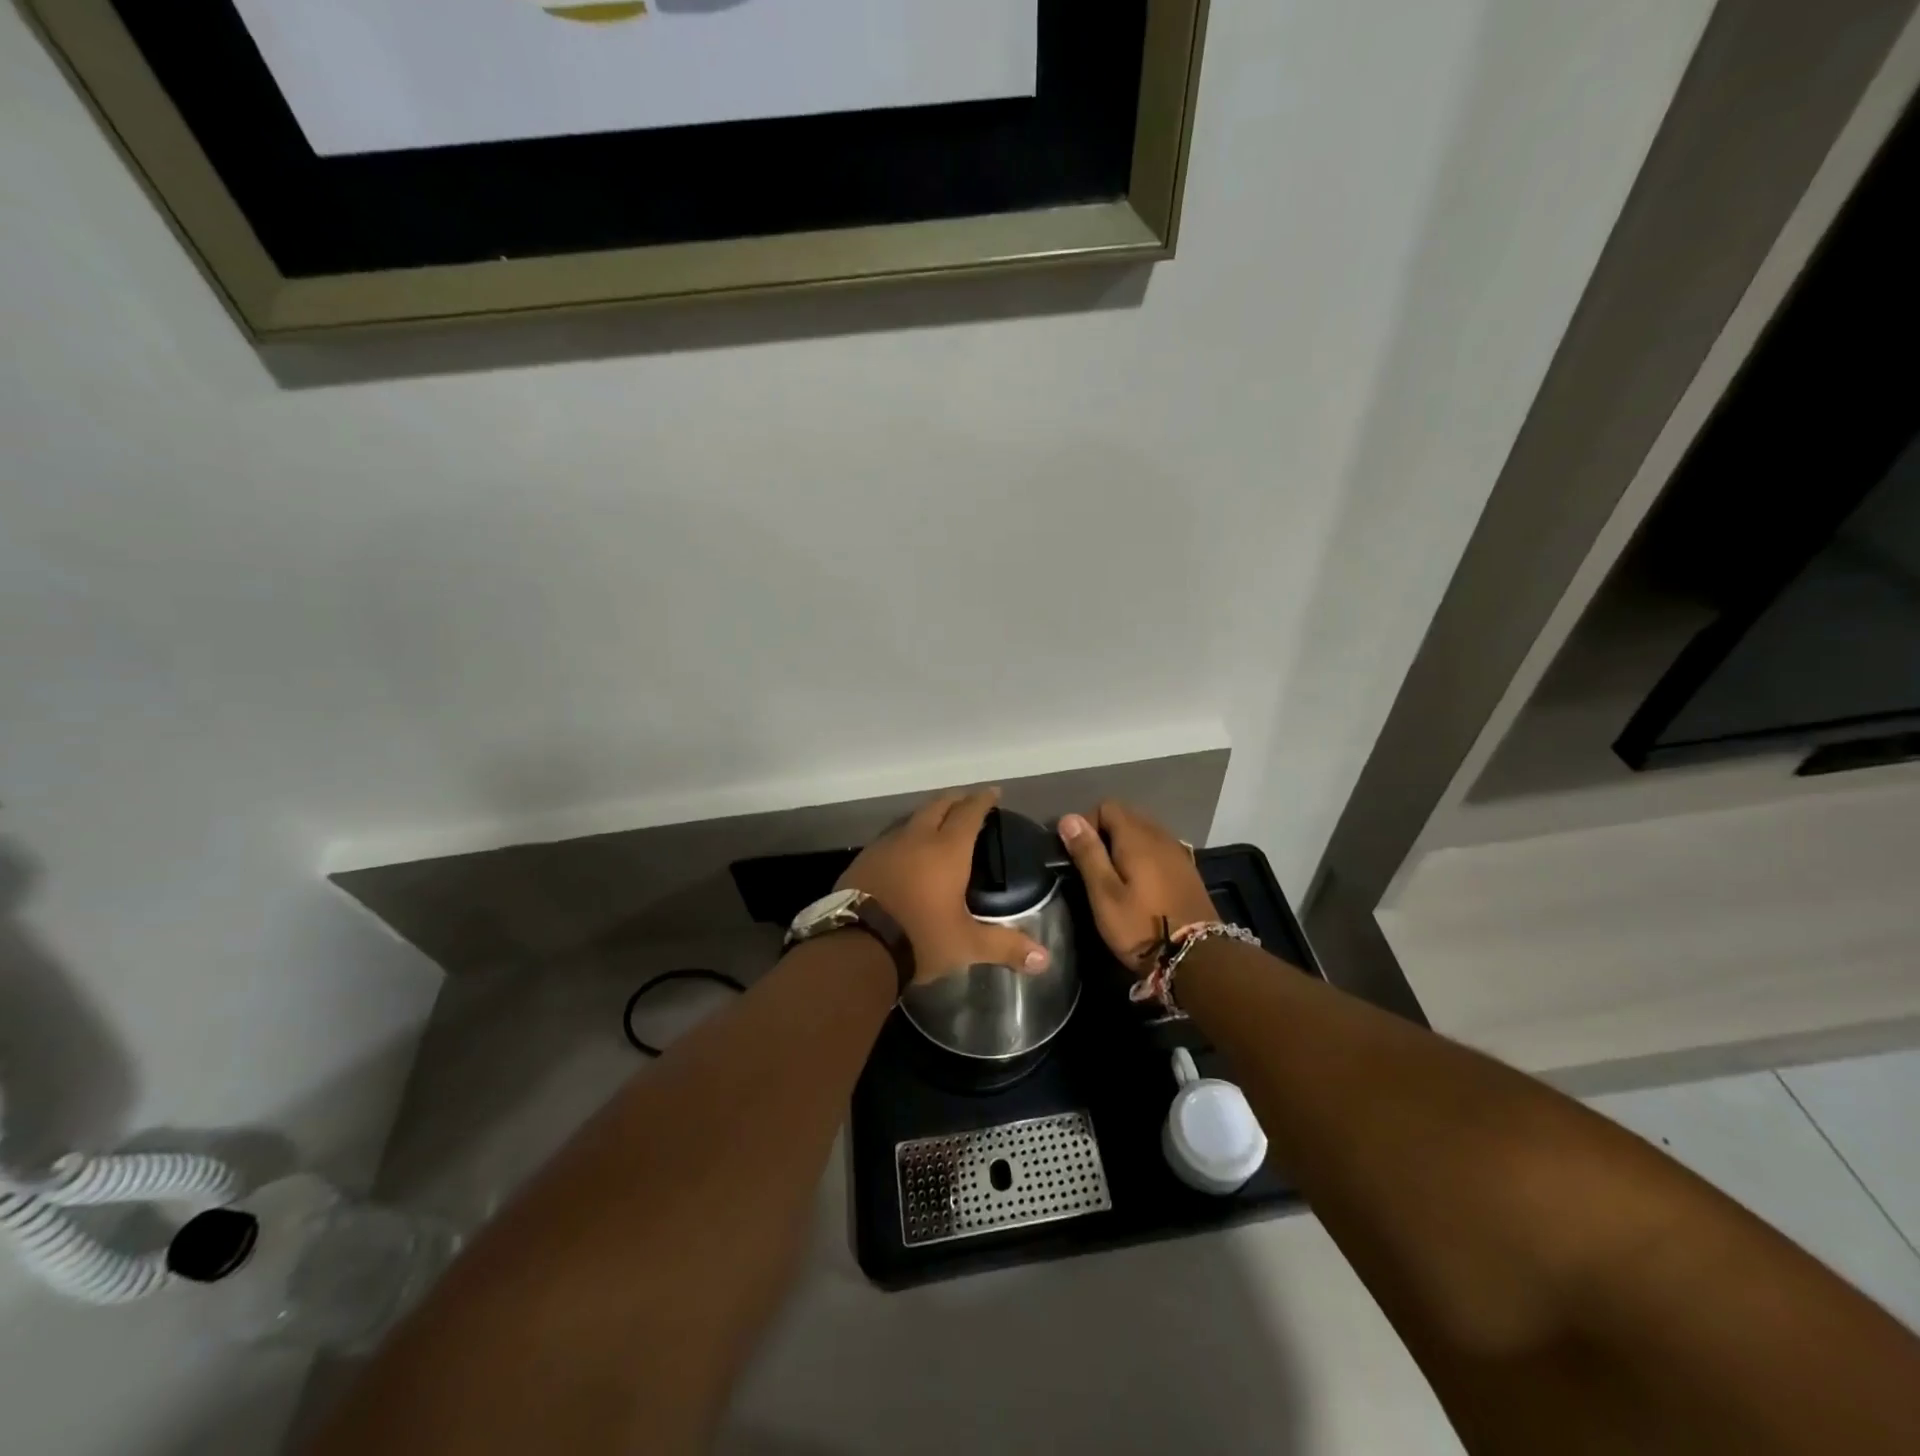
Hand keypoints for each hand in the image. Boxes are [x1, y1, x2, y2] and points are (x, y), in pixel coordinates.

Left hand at [836, 788, 1051, 986]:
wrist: (856, 946)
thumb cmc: (920, 938)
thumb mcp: (967, 944)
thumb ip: (1005, 946)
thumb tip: (1045, 959)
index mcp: (947, 850)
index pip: (969, 813)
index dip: (982, 800)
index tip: (992, 793)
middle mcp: (916, 838)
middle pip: (938, 805)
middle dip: (955, 800)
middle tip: (967, 801)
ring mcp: (886, 846)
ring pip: (911, 819)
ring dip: (927, 816)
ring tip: (937, 824)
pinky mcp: (864, 859)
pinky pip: (890, 838)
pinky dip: (905, 837)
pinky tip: (905, 852)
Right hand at [1056, 801, 1215, 974]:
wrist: (1197, 958)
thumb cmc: (1141, 927)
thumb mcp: (1104, 894)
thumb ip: (1088, 853)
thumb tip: (1068, 818)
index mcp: (1137, 837)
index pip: (1107, 806)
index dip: (1087, 823)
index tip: (1079, 853)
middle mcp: (1160, 836)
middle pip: (1127, 816)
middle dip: (1105, 833)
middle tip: (1093, 867)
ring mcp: (1178, 852)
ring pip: (1145, 832)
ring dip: (1125, 845)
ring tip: (1114, 876)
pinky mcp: (1188, 870)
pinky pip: (1159, 849)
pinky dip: (1144, 856)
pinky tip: (1140, 883)